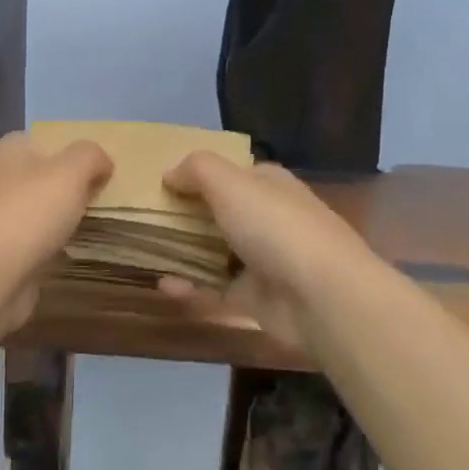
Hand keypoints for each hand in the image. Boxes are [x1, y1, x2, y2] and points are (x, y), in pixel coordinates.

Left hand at [0, 131, 111, 331]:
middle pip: (51, 177)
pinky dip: (60, 247)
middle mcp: (4, 179)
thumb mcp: (71, 170)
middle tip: (116, 198)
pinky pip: (43, 242)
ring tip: (107, 224)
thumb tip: (102, 162)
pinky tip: (82, 251)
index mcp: (13, 149)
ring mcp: (3, 218)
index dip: (80, 152)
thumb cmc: (28, 213)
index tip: (110, 169)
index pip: (51, 140)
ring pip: (48, 211)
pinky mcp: (7, 253)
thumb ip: (91, 156)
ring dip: (71, 218)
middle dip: (79, 187)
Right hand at [157, 152, 378, 346]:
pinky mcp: (256, 299)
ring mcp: (264, 261)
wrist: (322, 297)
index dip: (200, 175)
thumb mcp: (230, 183)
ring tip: (146, 252)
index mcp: (269, 185)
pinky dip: (191, 288)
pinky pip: (215, 290)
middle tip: (146, 219)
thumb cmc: (276, 227)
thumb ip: (197, 170)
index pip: (233, 173)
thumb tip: (169, 173)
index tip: (163, 183)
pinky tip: (164, 286)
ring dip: (185, 253)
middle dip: (187, 215)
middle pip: (221, 213)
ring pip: (216, 252)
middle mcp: (269, 218)